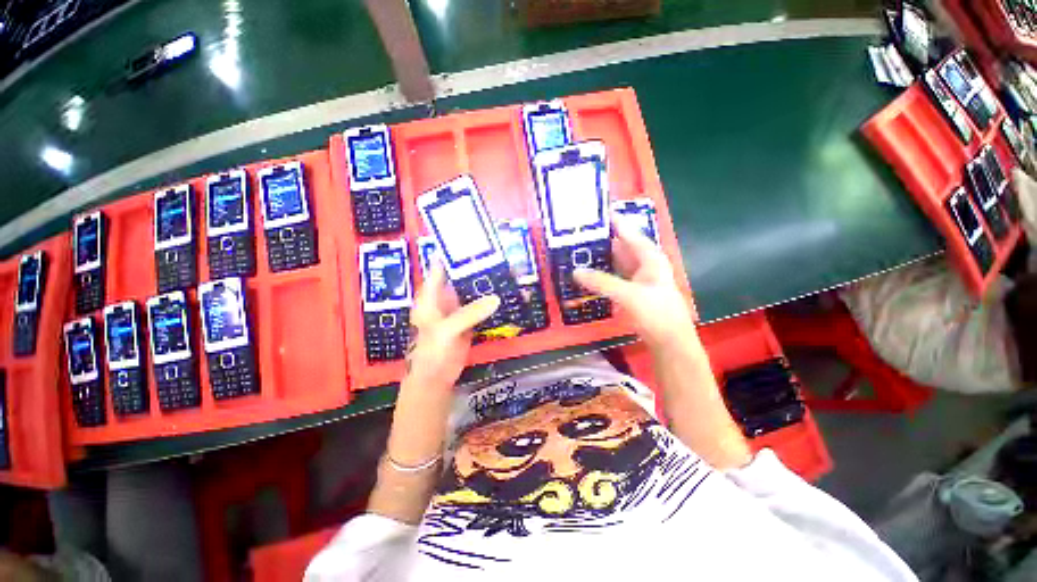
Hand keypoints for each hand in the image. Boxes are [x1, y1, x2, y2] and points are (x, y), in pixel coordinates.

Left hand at [404, 263, 500, 388]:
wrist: (436, 378)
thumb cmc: (431, 351)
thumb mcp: (447, 330)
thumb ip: (469, 313)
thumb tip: (495, 298)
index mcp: (431, 294)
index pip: (440, 266)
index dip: (452, 251)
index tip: (471, 238)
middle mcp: (445, 297)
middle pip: (460, 276)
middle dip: (477, 266)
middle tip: (499, 253)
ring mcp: (459, 308)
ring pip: (473, 291)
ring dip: (486, 283)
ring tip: (506, 270)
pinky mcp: (470, 319)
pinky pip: (481, 306)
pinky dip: (491, 301)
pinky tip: (505, 294)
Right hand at [574, 217, 695, 348]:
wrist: (669, 341)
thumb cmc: (656, 313)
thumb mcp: (629, 295)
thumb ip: (602, 282)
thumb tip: (575, 271)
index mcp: (648, 256)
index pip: (627, 232)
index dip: (612, 221)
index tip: (592, 212)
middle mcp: (642, 263)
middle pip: (618, 246)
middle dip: (598, 241)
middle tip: (574, 236)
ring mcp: (635, 277)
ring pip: (613, 262)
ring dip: (597, 259)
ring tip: (574, 253)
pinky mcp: (629, 291)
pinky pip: (611, 277)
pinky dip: (599, 275)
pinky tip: (584, 275)